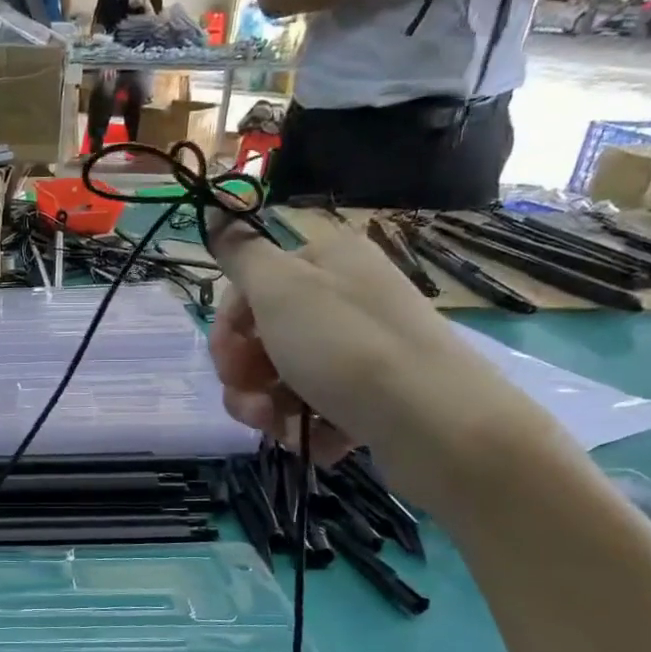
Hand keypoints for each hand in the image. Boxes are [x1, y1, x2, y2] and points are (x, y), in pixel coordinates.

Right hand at [207, 214, 554, 514]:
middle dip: (245, 375)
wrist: (435, 422)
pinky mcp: (373, 395)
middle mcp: (346, 297)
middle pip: (264, 335)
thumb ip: (242, 254)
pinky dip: (308, 426)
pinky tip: (317, 440)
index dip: (228, 327)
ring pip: (284, 377)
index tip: (226, 361)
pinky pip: (318, 407)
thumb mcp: (281, 289)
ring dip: (268, 406)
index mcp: (326, 260)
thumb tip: (216, 212)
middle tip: (251, 403)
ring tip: (279, 427)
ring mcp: (360, 349)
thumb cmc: (346, 347)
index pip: (251, 287)